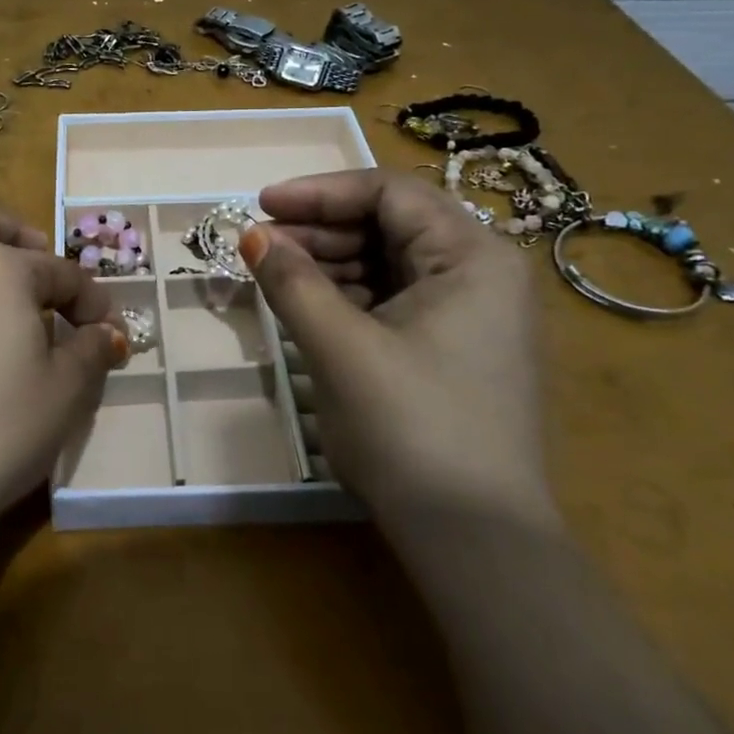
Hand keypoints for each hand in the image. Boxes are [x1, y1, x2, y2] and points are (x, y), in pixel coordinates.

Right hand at [243, 169, 555, 527]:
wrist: (474, 540)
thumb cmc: (411, 429)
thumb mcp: (341, 348)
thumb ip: (292, 282)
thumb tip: (251, 234)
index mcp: (472, 256)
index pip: (389, 193)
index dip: (319, 193)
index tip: (261, 205)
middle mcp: (482, 274)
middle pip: (391, 225)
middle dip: (321, 230)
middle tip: (260, 247)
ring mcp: (472, 315)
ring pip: (390, 264)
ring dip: (330, 264)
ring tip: (275, 277)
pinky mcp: (456, 349)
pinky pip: (396, 301)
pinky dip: (350, 298)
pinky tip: (310, 309)